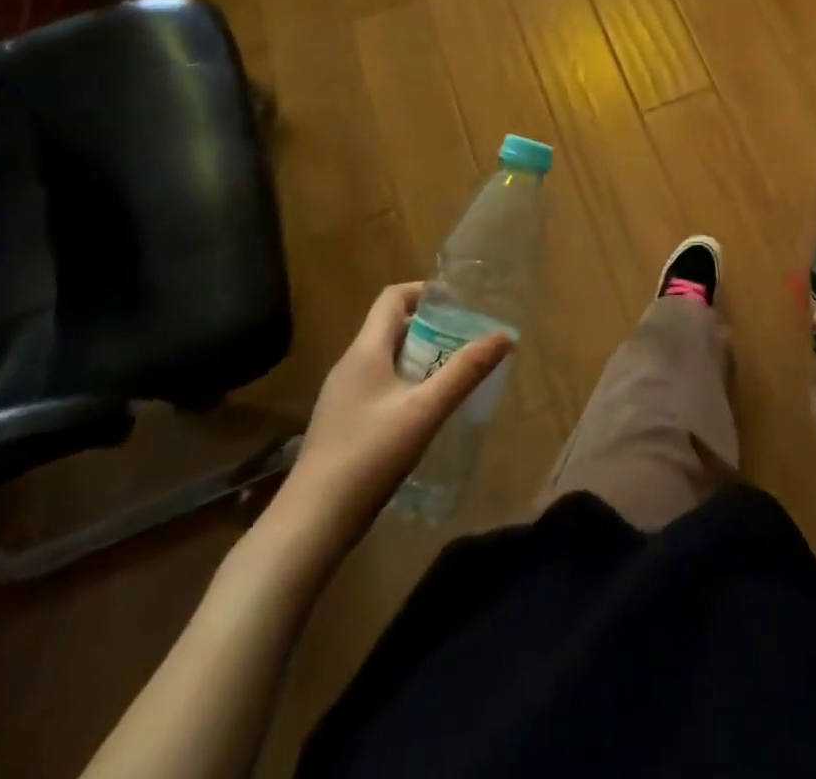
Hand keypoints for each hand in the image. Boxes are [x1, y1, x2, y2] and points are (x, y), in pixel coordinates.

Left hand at [274, 283, 512, 551]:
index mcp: (365, 351)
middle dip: (432, 328)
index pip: (393, 297)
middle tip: (467, 341)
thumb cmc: (369, 456)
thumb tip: (504, 335)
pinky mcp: (342, 424)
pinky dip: (406, 384)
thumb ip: (465, 371)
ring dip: (421, 357)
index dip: (426, 292)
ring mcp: (342, 397)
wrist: (310, 523)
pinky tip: (425, 412)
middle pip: (392, 327)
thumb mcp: (426, 411)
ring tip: (454, 374)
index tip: (460, 304)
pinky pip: (379, 386)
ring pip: (387, 359)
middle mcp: (350, 366)